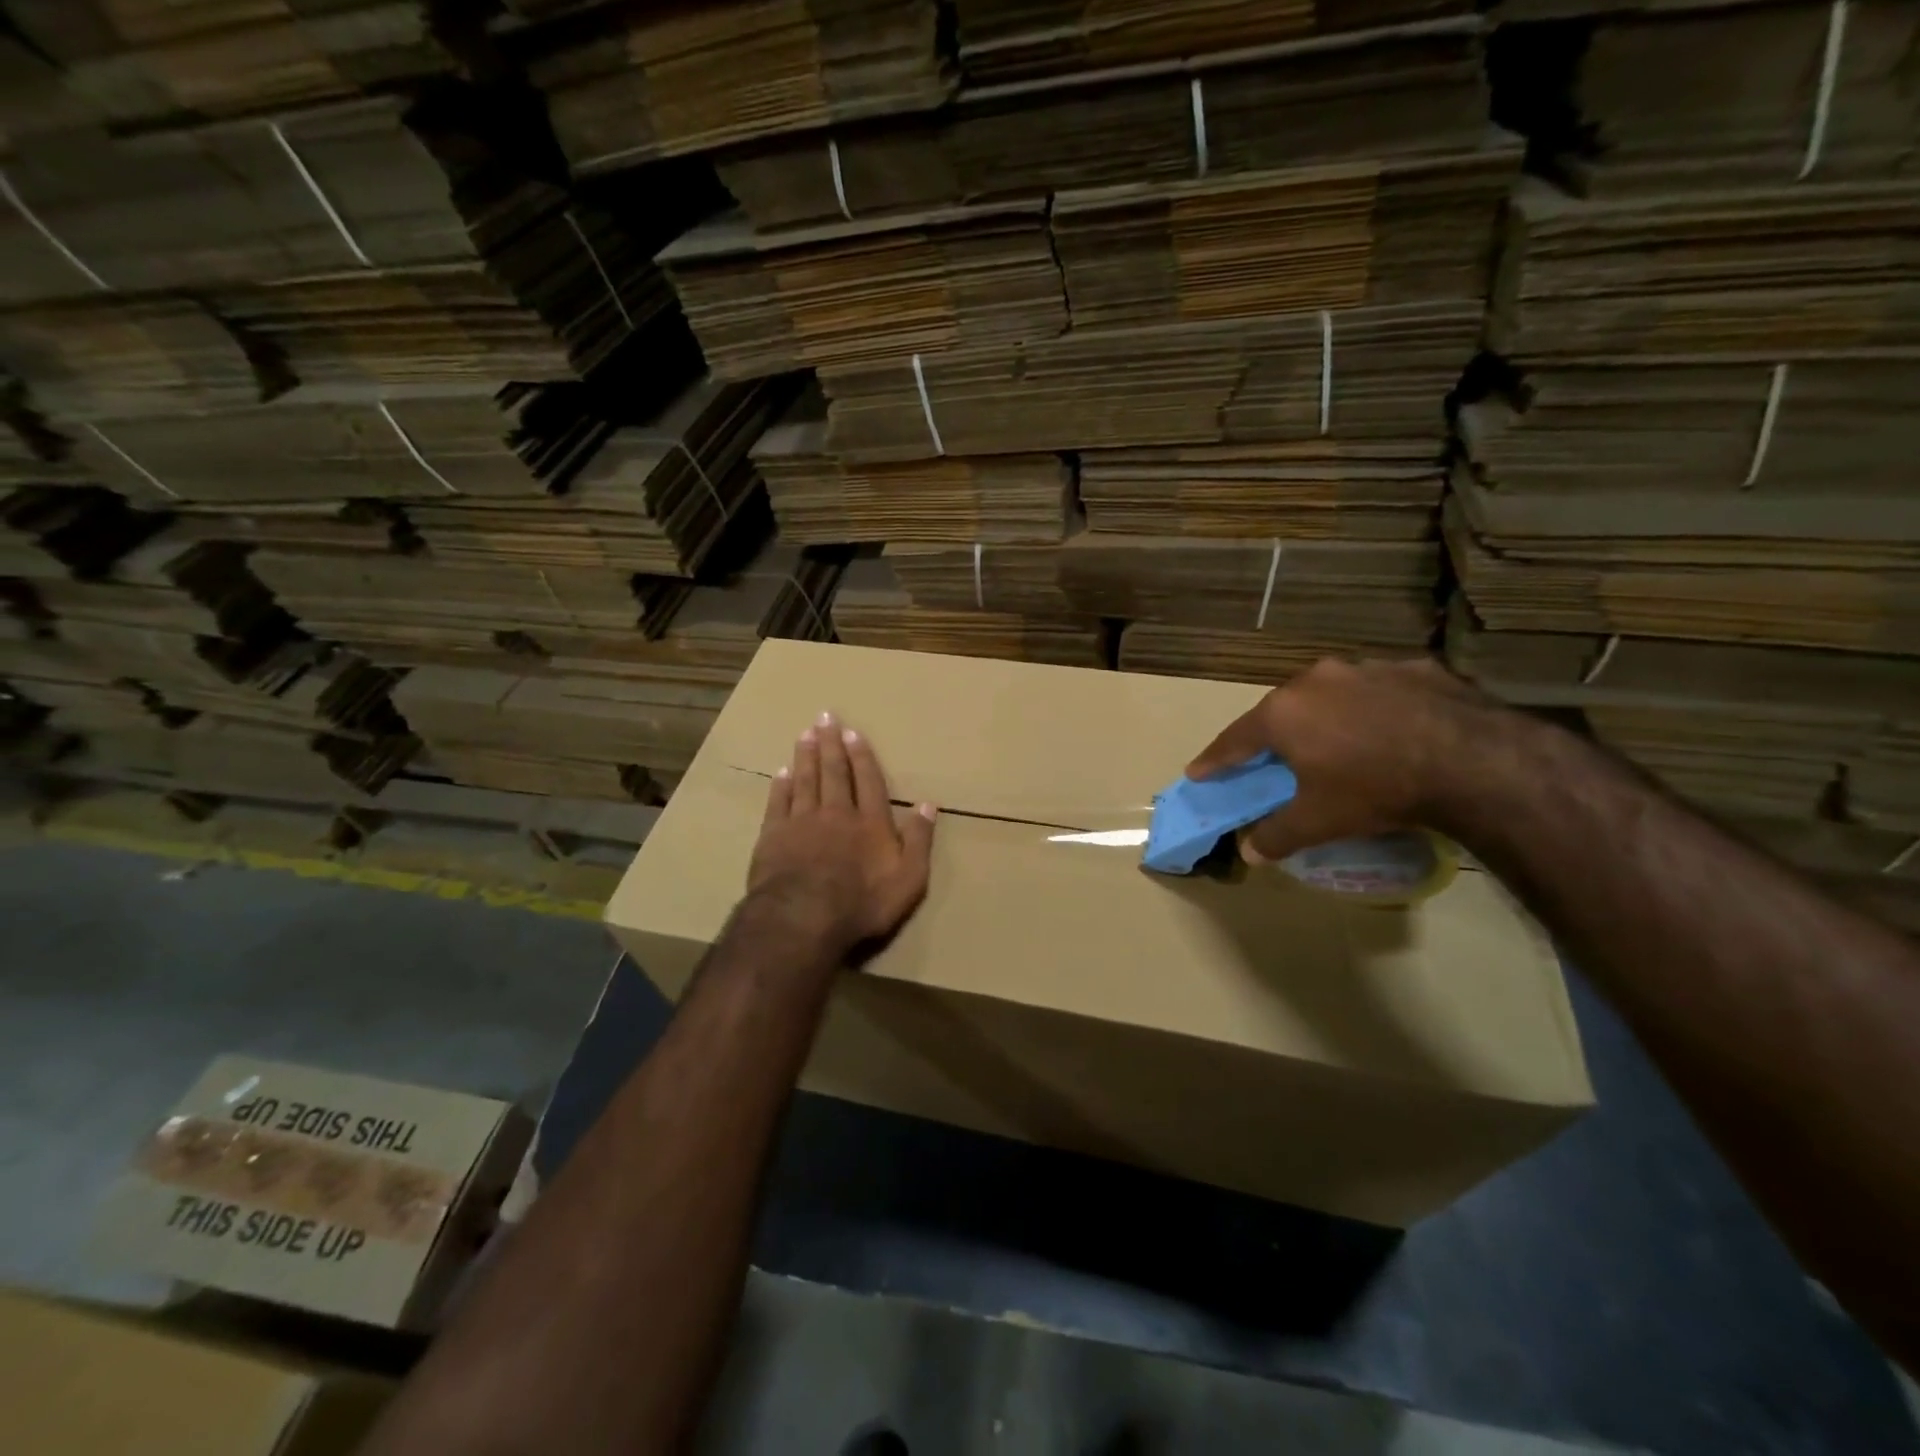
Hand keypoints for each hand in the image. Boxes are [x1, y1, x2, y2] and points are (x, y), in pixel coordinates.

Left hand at [748, 711, 937, 957]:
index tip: (853, 732)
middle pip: (834, 772)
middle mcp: (837, 813)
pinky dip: (781, 785)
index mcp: (871, 822)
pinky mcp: (774, 835)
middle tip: (825, 717)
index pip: (868, 781)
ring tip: (805, 733)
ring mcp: (802, 822)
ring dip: (806, 755)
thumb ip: (919, 840)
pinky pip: (778, 802)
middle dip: (831, 744)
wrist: (803, 917)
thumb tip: (928, 805)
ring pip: (805, 780)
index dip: (862, 755)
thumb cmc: (862, 902)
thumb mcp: (909, 879)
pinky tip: (781, 771)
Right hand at [1186, 656, 1501, 862]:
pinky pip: (1378, 691)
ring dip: (1324, 717)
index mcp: (1283, 713)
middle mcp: (1315, 680)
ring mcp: (1366, 668)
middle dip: (1272, 736)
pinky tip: (1390, 730)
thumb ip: (1276, 835)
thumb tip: (1249, 852)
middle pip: (1280, 711)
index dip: (1215, 760)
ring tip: (1336, 743)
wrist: (1473, 761)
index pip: (1234, 740)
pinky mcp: (1413, 667)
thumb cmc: (1375, 789)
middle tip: (1271, 759)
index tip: (1198, 772)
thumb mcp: (1318, 821)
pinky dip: (1374, 709)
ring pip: (1330, 695)